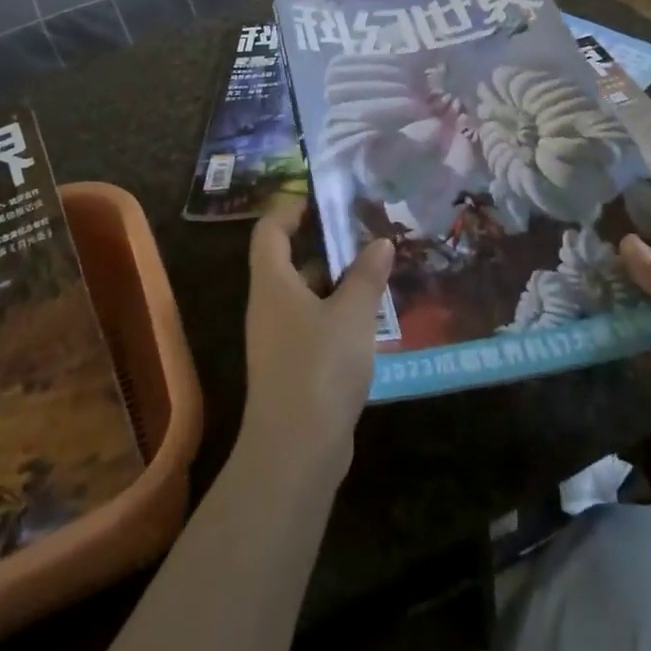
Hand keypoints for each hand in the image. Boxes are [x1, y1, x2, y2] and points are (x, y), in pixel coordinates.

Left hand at [240, 197, 393, 483]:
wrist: (296, 450)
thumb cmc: (320, 367)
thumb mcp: (352, 314)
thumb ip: (366, 275)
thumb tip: (381, 242)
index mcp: (273, 282)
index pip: (270, 229)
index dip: (292, 208)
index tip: (325, 200)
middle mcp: (269, 304)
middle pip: (290, 260)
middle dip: (326, 246)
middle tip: (366, 235)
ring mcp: (278, 338)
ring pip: (306, 295)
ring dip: (338, 283)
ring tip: (378, 273)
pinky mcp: (293, 367)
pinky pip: (314, 325)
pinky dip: (338, 315)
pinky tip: (372, 321)